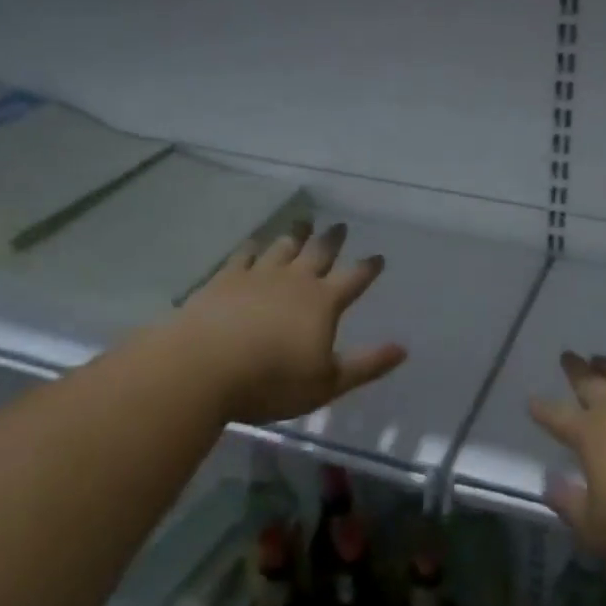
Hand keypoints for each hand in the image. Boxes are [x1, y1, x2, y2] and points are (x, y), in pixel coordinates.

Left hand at [164, 222, 407, 425]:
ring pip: (283, 247)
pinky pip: (245, 255)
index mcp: (323, 302)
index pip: (354, 279)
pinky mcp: (225, 279)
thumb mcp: (327, 383)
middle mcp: (295, 280)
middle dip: (332, 239)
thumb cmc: (270, 381)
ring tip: (304, 222)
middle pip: (319, 253)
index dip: (368, 268)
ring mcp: (258, 275)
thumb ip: (366, 365)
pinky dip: (254, 247)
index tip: (378, 257)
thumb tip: (403, 349)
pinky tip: (255, 243)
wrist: (202, 368)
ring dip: (296, 234)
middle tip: (340, 225)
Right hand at [530, 352, 605, 570]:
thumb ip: (569, 505)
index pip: (557, 416)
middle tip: (567, 356)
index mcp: (592, 433)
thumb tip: (549, 481)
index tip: (531, 401)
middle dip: (576, 369)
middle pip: (591, 381)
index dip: (542, 409)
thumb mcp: (598, 531)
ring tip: (601, 359)